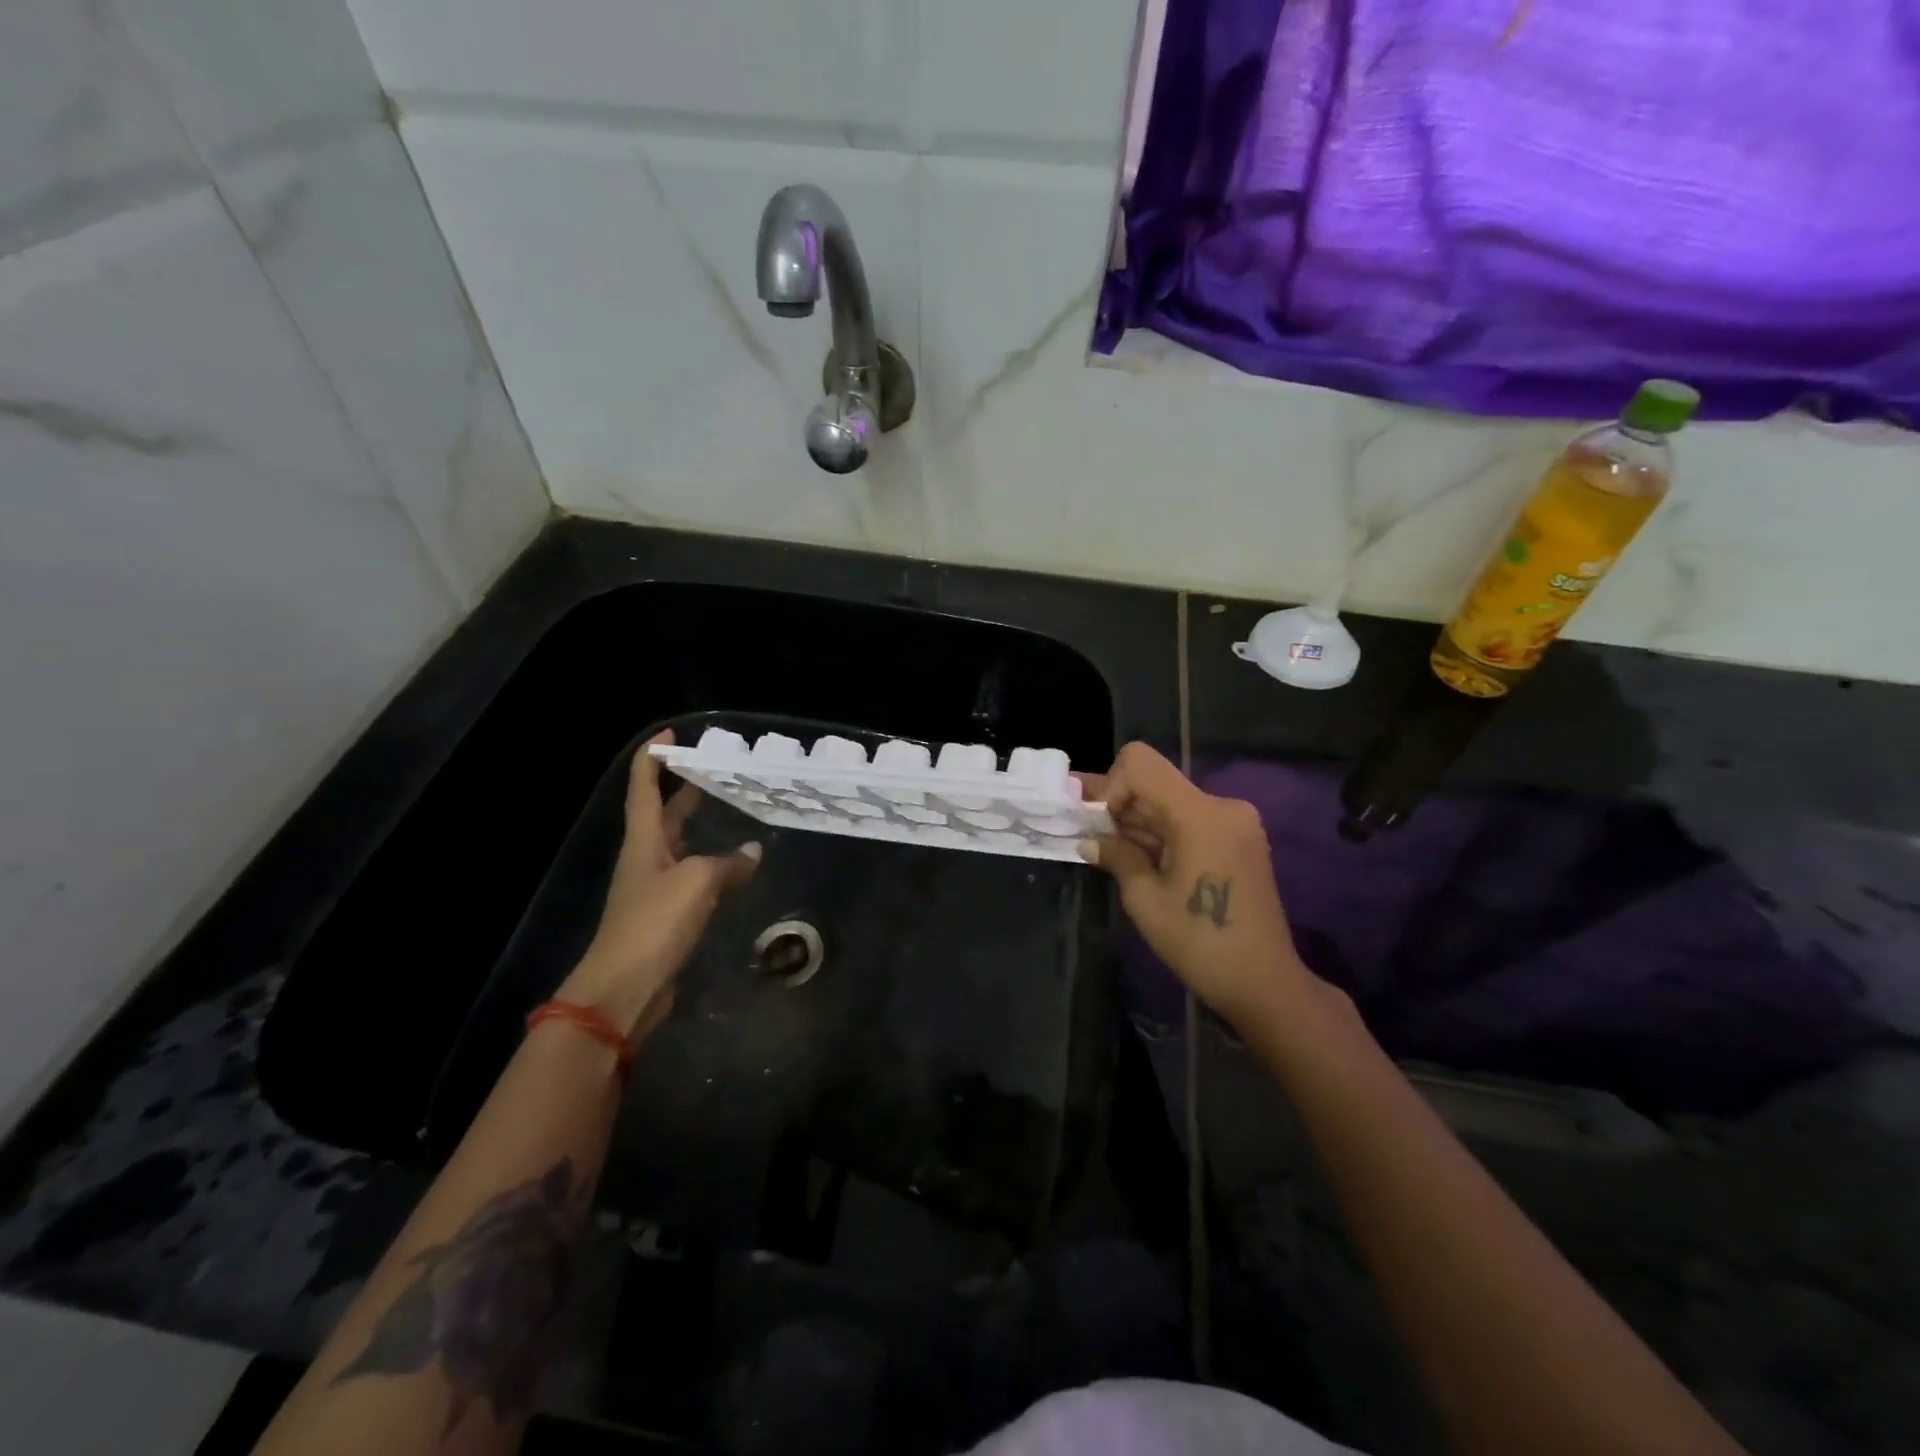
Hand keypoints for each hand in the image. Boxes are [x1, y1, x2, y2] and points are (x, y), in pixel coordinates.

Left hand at [556, 731, 760, 1038]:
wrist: (625, 987)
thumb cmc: (654, 923)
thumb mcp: (697, 883)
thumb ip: (727, 864)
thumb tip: (753, 851)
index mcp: (643, 841)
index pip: (643, 788)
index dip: (653, 759)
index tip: (669, 734)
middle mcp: (645, 858)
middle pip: (659, 813)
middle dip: (679, 787)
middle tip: (707, 767)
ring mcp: (653, 887)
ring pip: (676, 844)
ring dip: (695, 823)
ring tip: (724, 806)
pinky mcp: (665, 914)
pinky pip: (690, 875)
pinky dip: (709, 862)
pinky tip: (731, 864)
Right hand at [1081, 742, 1315, 1025]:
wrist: (1264, 983)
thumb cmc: (1199, 942)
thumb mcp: (1145, 900)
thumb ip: (1117, 856)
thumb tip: (1090, 840)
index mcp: (1199, 814)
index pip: (1140, 763)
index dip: (1111, 786)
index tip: (1102, 827)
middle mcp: (1222, 806)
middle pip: (1156, 783)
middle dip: (1120, 807)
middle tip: (1089, 835)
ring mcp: (1236, 822)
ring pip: (1171, 803)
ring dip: (1140, 822)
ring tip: (1110, 851)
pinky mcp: (1240, 840)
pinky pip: (1190, 820)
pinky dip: (1163, 833)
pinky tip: (1143, 860)